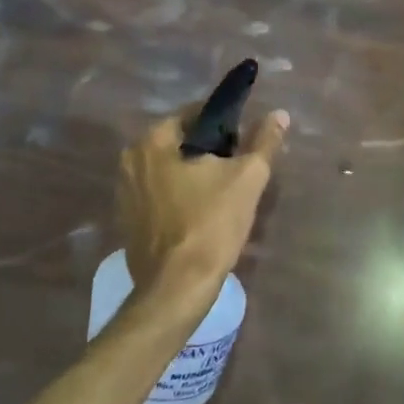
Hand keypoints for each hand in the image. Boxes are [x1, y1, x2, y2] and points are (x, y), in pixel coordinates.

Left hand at [118, 104, 289, 319]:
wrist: (176, 288)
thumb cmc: (211, 225)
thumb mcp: (247, 178)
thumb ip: (264, 142)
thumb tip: (279, 114)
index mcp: (153, 142)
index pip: (192, 115)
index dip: (223, 123)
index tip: (243, 139)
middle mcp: (130, 160)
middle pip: (178, 142)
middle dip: (207, 150)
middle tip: (236, 167)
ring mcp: (124, 193)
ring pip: (167, 169)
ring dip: (191, 173)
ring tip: (222, 190)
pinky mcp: (127, 221)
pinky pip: (157, 195)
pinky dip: (177, 196)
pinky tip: (199, 212)